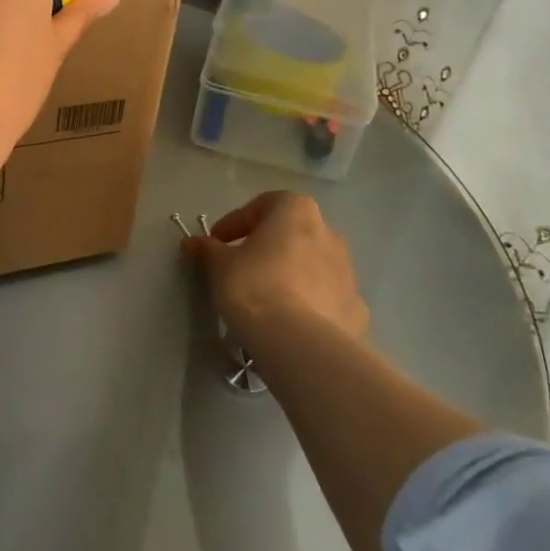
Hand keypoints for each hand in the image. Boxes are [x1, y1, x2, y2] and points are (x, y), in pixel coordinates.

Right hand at [182, 191, 367, 354]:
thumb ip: (208, 250)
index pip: (260, 206)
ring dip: (290, 274)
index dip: (235, 223)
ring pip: (311, 265)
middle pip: (290, 234)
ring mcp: (348, 272)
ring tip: (265, 299)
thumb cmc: (254, 286)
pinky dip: (309, 303)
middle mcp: (328, 233)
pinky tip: (290, 322)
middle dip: (266, 247)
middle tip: (240, 267)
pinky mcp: (356, 309)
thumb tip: (193, 243)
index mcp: (296, 211)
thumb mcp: (219, 265)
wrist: (300, 344)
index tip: (217, 243)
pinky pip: (326, 298)